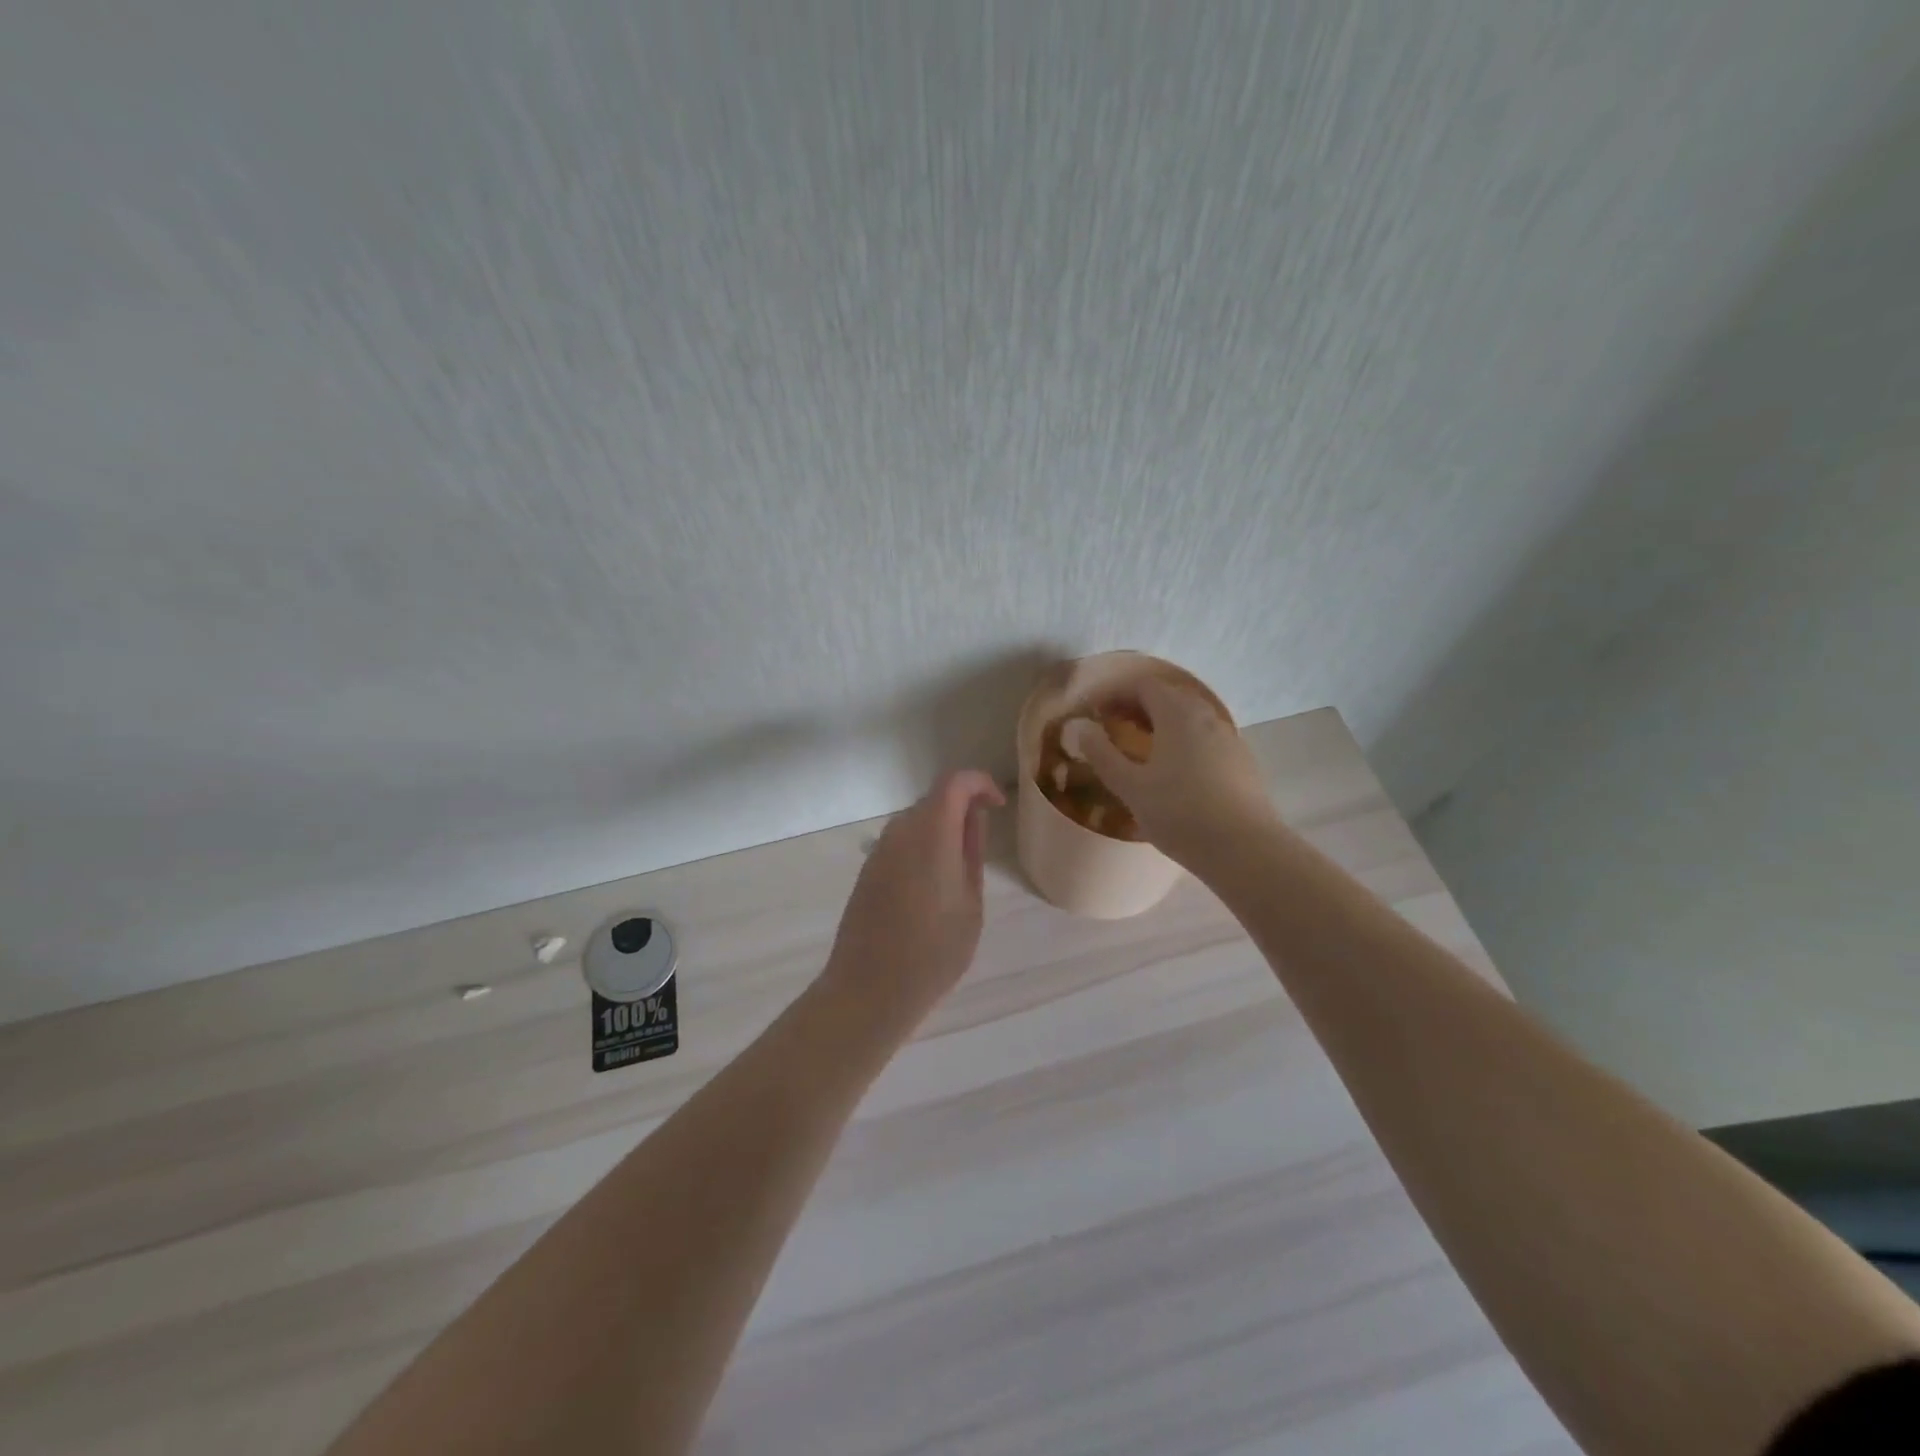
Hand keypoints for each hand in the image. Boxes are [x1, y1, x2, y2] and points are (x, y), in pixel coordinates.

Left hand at [818, 769, 1005, 1036]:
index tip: (998, 806)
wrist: (869, 989)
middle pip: (933, 800)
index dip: (980, 784)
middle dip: (961, 809)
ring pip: (915, 822)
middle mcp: (899, 831)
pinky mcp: (867, 872)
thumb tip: (974, 819)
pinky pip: (900, 845)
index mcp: (930, 832)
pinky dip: (921, 849)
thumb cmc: (934, 950)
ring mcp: (878, 852)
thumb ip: (972, 853)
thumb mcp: (970, 903)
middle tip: (982, 843)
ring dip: (940, 830)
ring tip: (960, 870)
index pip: (955, 782)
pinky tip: (931, 888)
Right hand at [1070, 678, 1275, 864]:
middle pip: (1168, 695)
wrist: (1244, 848)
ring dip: (1162, 722)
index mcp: (1176, 714)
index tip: (1094, 711)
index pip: (1142, 685)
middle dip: (1138, 704)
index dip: (1115, 693)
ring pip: (1189, 716)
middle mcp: (1205, 715)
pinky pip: (1205, 736)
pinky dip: (1183, 739)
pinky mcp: (1241, 760)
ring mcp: (1228, 737)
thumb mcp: (1130, 787)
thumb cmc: (1179, 813)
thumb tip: (1082, 727)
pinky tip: (1175, 769)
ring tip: (1141, 747)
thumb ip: (1102, 754)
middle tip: (1114, 725)